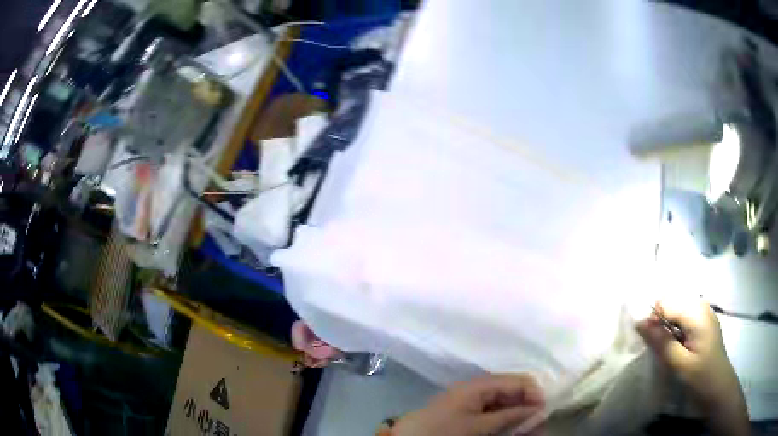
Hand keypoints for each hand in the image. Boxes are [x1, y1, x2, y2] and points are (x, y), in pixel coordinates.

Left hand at [392, 374, 544, 435]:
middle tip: (541, 420)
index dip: (533, 392)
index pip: (515, 381)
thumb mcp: (478, 426)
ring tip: (530, 426)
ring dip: (518, 413)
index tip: (545, 408)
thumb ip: (508, 416)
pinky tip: (513, 428)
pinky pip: (492, 411)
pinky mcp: (466, 412)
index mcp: (478, 385)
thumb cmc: (444, 430)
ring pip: (503, 402)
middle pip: (510, 390)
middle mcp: (477, 388)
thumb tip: (536, 409)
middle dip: (527, 404)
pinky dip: (505, 418)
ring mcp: (471, 400)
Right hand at [636, 298, 748, 434]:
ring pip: (676, 311)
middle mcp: (701, 305)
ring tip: (666, 349)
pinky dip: (675, 330)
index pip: (665, 304)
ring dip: (667, 327)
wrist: (719, 388)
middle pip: (671, 304)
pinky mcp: (703, 322)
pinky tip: (676, 346)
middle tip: (657, 348)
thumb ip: (661, 341)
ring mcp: (704, 313)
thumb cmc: (701, 377)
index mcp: (697, 312)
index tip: (646, 342)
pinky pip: (683, 318)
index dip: (652, 320)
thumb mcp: (679, 363)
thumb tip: (639, 322)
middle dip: (659, 322)